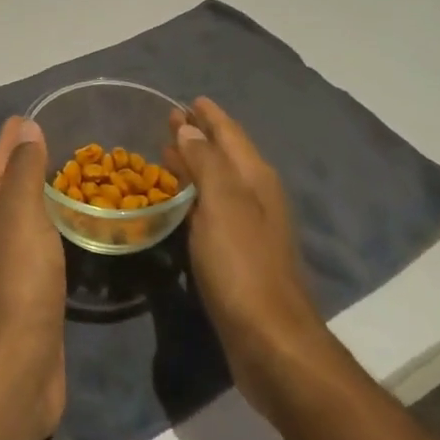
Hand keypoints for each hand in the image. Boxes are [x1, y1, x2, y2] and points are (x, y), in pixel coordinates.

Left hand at [0, 117, 65, 439]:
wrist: (13, 367)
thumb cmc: (14, 277)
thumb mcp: (20, 210)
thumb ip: (24, 166)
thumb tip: (24, 126)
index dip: (18, 137)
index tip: (43, 116)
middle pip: (7, 185)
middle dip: (33, 165)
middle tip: (70, 145)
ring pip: (22, 216)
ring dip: (44, 199)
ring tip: (77, 179)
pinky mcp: (17, 290)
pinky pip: (35, 245)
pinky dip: (50, 230)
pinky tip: (72, 226)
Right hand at [168, 98, 335, 418]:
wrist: (270, 340)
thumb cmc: (242, 264)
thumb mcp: (222, 203)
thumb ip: (206, 161)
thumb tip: (190, 127)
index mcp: (255, 178)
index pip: (230, 134)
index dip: (211, 116)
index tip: (190, 99)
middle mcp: (256, 196)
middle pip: (225, 155)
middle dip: (200, 136)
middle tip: (170, 121)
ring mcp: (249, 227)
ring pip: (218, 181)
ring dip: (196, 164)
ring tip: (169, 152)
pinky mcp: (238, 255)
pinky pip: (212, 209)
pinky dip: (195, 194)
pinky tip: (179, 202)